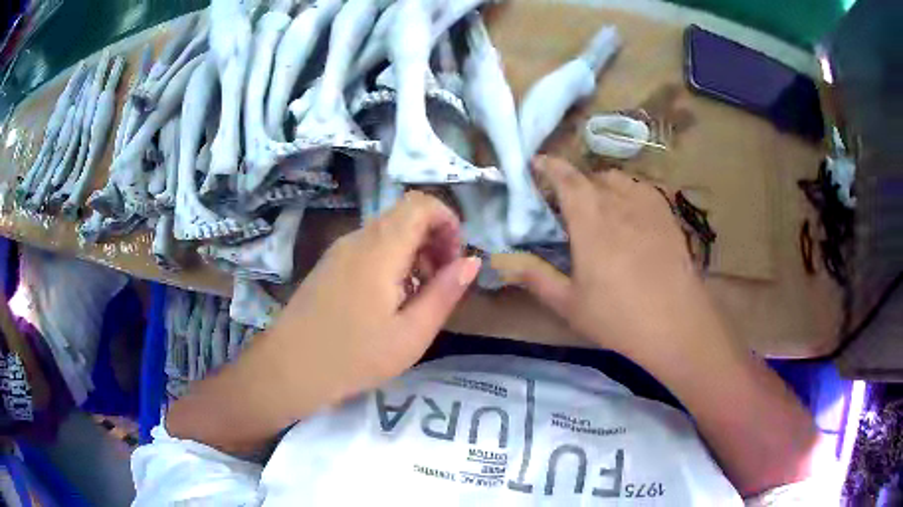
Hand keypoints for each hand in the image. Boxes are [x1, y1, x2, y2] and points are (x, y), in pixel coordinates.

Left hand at [264, 191, 481, 406]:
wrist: (290, 367)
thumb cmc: (354, 356)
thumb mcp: (411, 334)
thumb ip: (444, 293)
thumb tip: (471, 261)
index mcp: (380, 249)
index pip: (421, 204)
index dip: (447, 221)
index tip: (455, 259)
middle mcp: (358, 238)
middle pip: (405, 215)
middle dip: (434, 240)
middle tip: (441, 282)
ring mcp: (340, 250)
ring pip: (388, 231)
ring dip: (413, 252)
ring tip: (417, 296)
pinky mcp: (330, 264)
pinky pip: (369, 247)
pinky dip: (391, 261)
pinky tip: (389, 300)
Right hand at [493, 156, 722, 365]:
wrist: (676, 325)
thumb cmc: (618, 317)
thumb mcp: (569, 303)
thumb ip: (535, 276)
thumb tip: (500, 260)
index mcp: (591, 220)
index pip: (566, 178)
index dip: (549, 166)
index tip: (536, 163)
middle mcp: (619, 203)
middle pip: (591, 177)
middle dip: (573, 181)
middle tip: (564, 201)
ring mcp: (647, 206)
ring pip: (618, 179)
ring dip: (600, 184)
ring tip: (597, 204)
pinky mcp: (667, 216)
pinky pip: (642, 189)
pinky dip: (627, 191)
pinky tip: (628, 212)